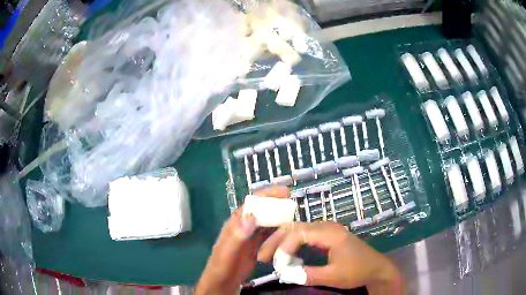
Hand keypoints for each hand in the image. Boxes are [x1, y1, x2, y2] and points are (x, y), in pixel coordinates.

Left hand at [195, 186, 289, 294]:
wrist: (223, 281)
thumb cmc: (222, 265)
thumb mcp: (228, 251)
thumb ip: (238, 235)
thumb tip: (252, 216)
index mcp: (236, 222)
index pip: (253, 203)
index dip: (268, 195)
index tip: (285, 192)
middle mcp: (245, 226)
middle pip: (263, 211)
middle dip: (278, 205)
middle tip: (295, 205)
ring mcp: (252, 236)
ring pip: (269, 222)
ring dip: (280, 218)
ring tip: (296, 218)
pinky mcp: (258, 246)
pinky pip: (271, 235)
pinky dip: (280, 232)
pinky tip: (289, 233)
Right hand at [257, 222, 405, 294]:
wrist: (376, 268)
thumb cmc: (357, 271)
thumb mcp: (333, 276)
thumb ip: (308, 274)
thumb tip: (283, 273)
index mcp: (330, 233)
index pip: (298, 233)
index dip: (283, 247)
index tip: (274, 263)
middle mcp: (326, 226)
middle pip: (295, 227)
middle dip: (276, 241)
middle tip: (262, 256)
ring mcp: (327, 229)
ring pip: (297, 229)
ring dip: (282, 241)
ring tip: (269, 255)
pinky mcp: (327, 235)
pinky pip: (304, 235)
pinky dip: (291, 243)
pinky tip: (285, 253)